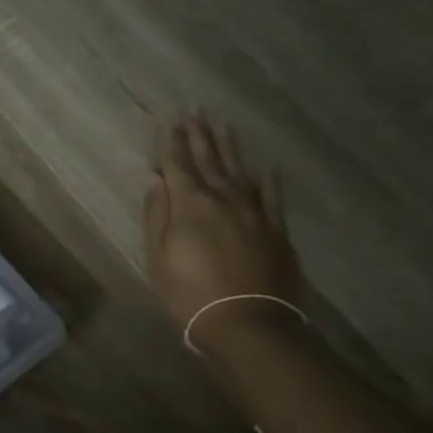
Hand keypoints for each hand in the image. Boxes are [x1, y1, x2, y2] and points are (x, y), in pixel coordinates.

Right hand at [144, 116, 302, 351]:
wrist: (248, 321)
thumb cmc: (190, 293)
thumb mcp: (158, 258)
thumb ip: (157, 217)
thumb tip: (158, 184)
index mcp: (190, 205)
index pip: (178, 165)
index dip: (173, 143)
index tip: (173, 122)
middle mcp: (223, 198)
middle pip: (209, 160)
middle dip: (200, 135)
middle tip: (196, 111)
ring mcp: (253, 212)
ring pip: (239, 170)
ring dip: (229, 147)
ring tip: (223, 126)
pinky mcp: (275, 229)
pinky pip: (271, 196)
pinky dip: (267, 180)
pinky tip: (266, 167)